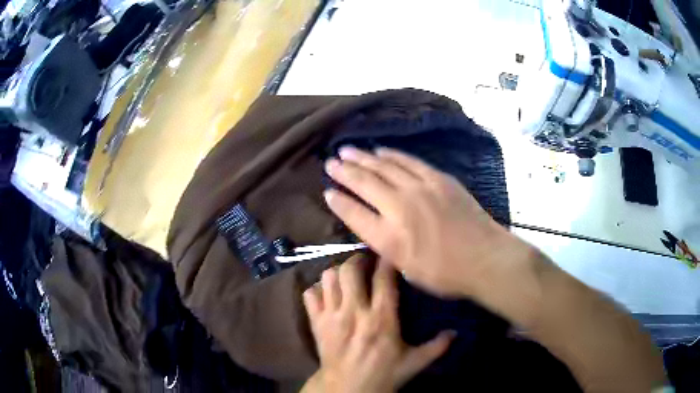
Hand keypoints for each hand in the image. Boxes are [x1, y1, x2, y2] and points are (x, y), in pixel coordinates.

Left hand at [302, 255, 453, 392]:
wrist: (348, 389)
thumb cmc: (383, 375)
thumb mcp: (414, 363)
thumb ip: (436, 346)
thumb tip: (456, 333)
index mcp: (381, 319)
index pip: (383, 278)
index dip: (386, 260)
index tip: (389, 252)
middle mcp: (354, 312)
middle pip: (350, 270)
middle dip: (358, 260)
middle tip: (365, 262)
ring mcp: (331, 316)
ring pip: (328, 278)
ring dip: (337, 272)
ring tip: (346, 276)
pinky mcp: (316, 323)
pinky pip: (310, 294)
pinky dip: (317, 289)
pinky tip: (327, 294)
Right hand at [323, 147, 536, 299]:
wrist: (484, 258)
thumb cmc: (445, 273)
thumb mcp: (407, 269)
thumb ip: (386, 246)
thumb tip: (373, 225)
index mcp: (388, 238)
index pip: (354, 214)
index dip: (338, 202)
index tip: (327, 192)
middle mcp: (399, 208)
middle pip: (364, 183)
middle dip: (344, 172)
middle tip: (330, 162)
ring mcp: (420, 189)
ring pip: (384, 167)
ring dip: (363, 158)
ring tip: (347, 151)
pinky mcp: (438, 179)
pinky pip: (409, 162)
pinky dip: (391, 155)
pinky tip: (380, 150)